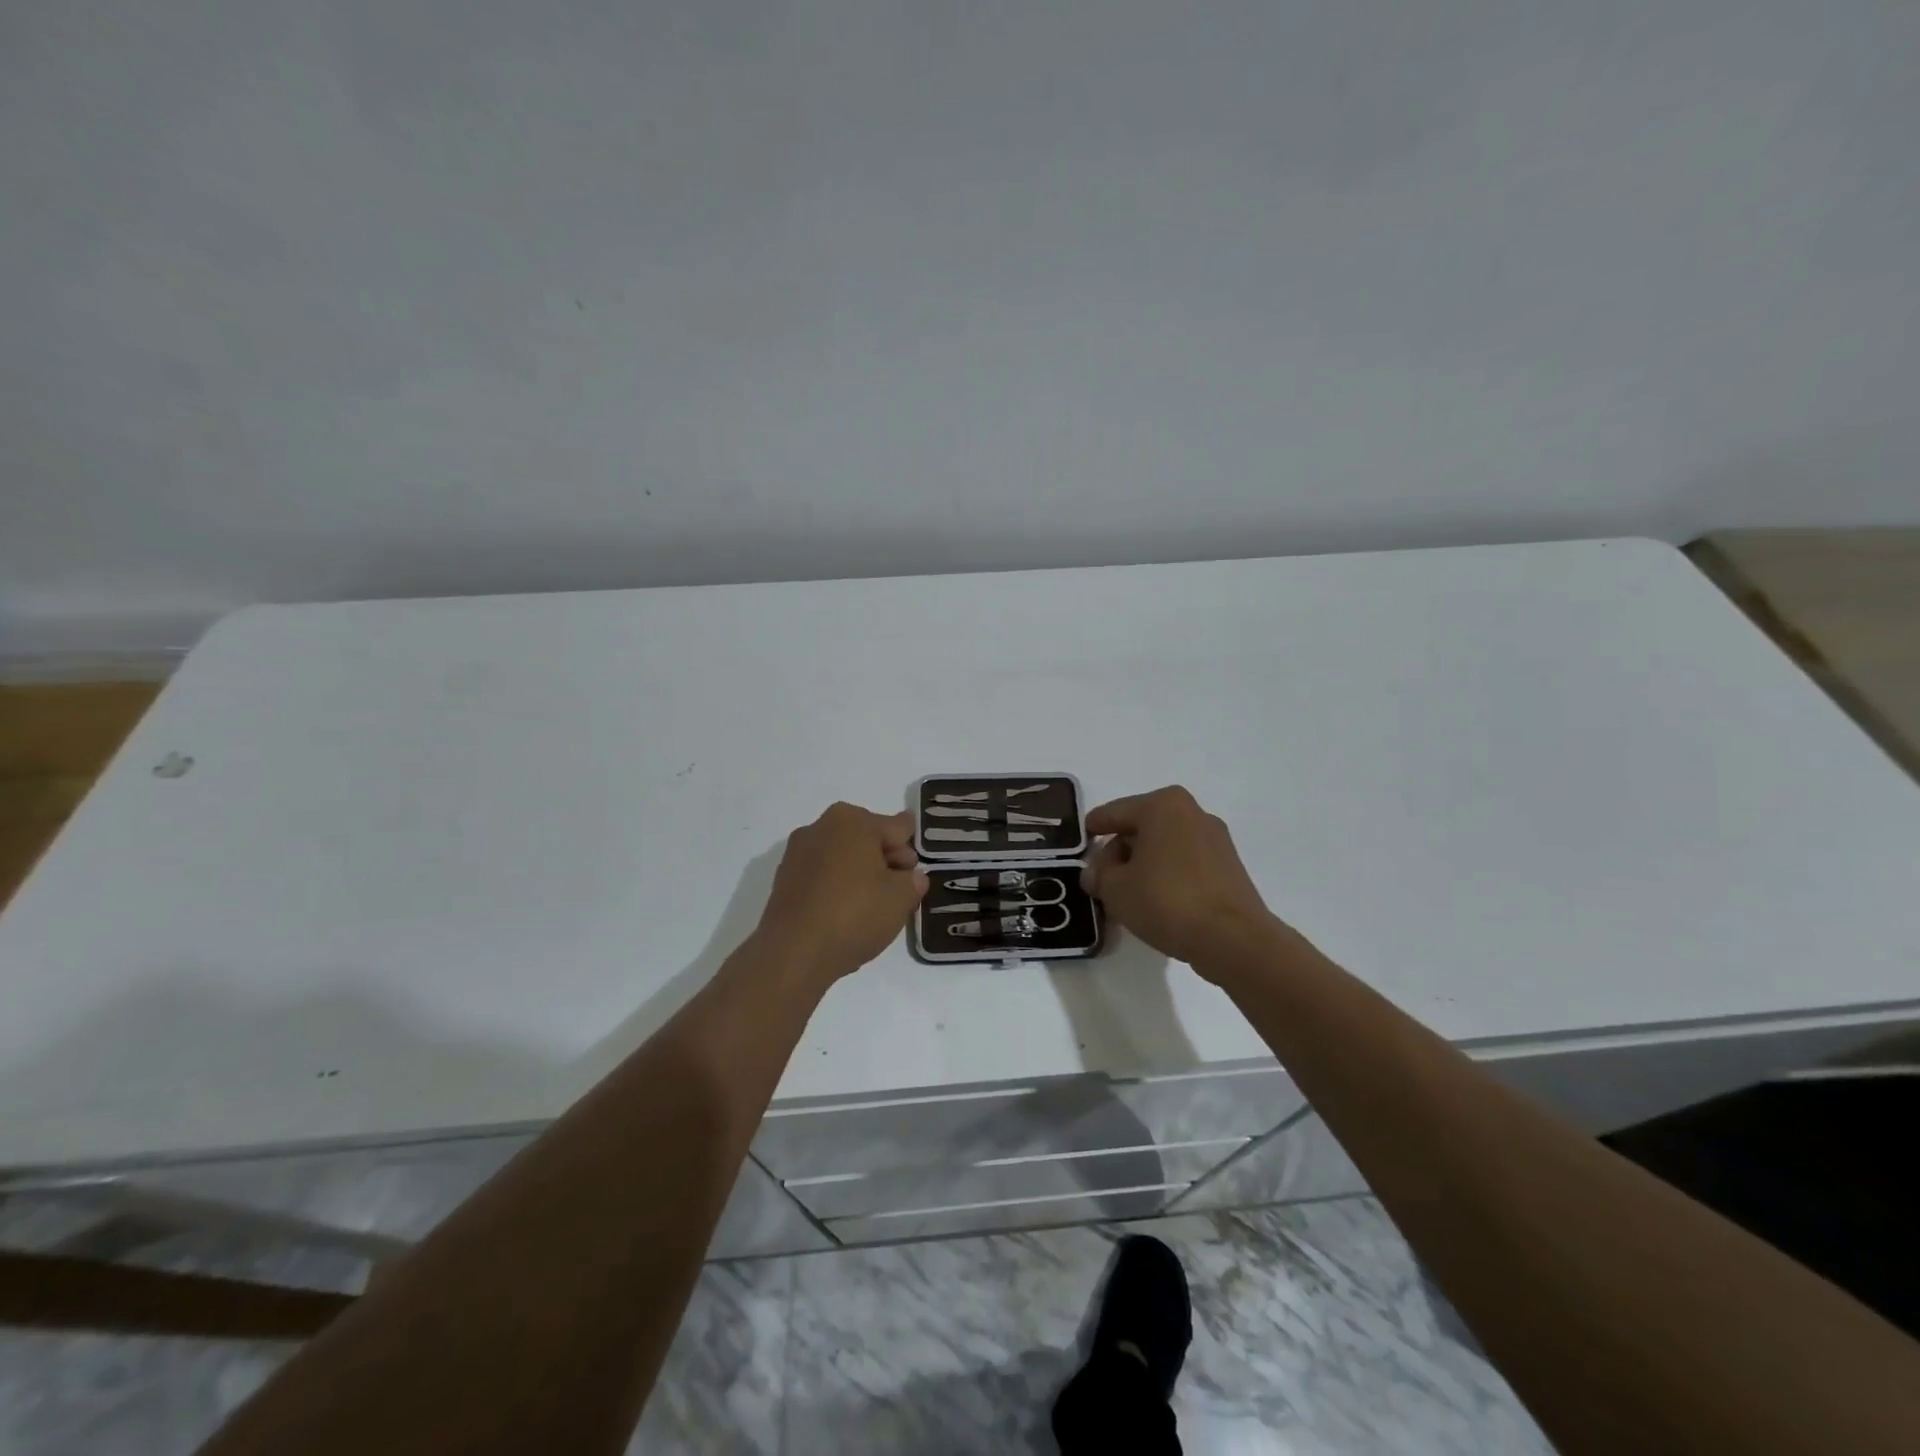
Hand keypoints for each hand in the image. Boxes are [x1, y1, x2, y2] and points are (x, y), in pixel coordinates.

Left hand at [753, 802, 927, 983]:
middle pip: (867, 838)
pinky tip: (845, 914)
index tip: (915, 875)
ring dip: (860, 874)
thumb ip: (913, 881)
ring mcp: (797, 852)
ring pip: (843, 857)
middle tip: (898, 893)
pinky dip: (836, 887)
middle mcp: (821, 826)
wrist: (793, 953)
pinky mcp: (784, 879)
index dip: (911, 852)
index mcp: (853, 820)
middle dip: (886, 861)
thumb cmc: (854, 915)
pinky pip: (822, 876)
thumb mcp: (901, 898)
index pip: (898, 828)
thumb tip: (910, 877)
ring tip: (871, 907)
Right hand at [1082, 786, 1277, 972]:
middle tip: (1103, 879)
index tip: (1080, 844)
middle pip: (1141, 827)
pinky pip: (1185, 862)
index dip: (1093, 829)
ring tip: (1128, 894)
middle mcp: (1192, 812)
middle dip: (1119, 851)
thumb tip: (1095, 873)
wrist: (1233, 939)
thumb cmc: (1167, 901)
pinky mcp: (1229, 866)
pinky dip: (1167, 874)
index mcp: (1162, 805)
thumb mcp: (1115, 889)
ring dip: (1143, 864)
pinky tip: (1157, 901)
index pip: (1114, 813)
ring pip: (1164, 845)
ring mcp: (1215, 839)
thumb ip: (1098, 875)